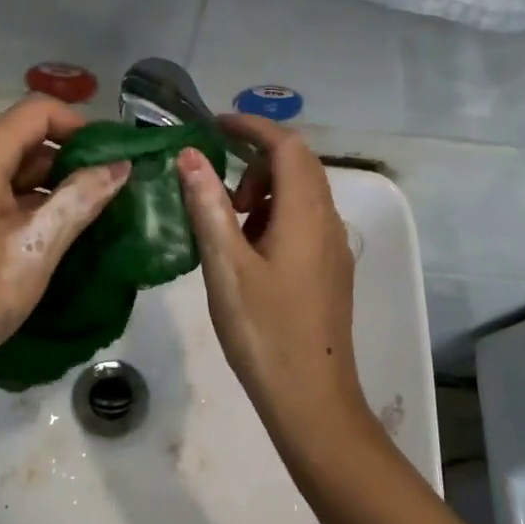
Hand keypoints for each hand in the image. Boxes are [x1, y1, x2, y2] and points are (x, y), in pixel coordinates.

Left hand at [0, 97, 129, 399]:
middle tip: (119, 193)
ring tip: (102, 219)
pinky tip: (67, 242)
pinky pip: (9, 206)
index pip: (39, 110)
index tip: (116, 160)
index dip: (80, 125)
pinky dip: (40, 215)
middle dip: (76, 160)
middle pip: (30, 141)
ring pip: (22, 177)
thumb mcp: (36, 243)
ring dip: (61, 192)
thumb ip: (80, 198)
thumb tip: (121, 165)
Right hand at [175, 114, 364, 426]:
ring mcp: (333, 247)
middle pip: (297, 165)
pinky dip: (274, 217)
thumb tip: (191, 155)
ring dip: (263, 192)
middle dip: (254, 162)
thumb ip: (209, 206)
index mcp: (306, 213)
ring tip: (229, 230)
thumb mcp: (226, 266)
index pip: (286, 145)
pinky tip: (249, 255)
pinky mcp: (330, 269)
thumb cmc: (263, 331)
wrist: (311, 397)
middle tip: (216, 192)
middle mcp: (328, 221)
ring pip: (301, 194)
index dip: (252, 126)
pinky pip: (304, 221)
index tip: (214, 126)